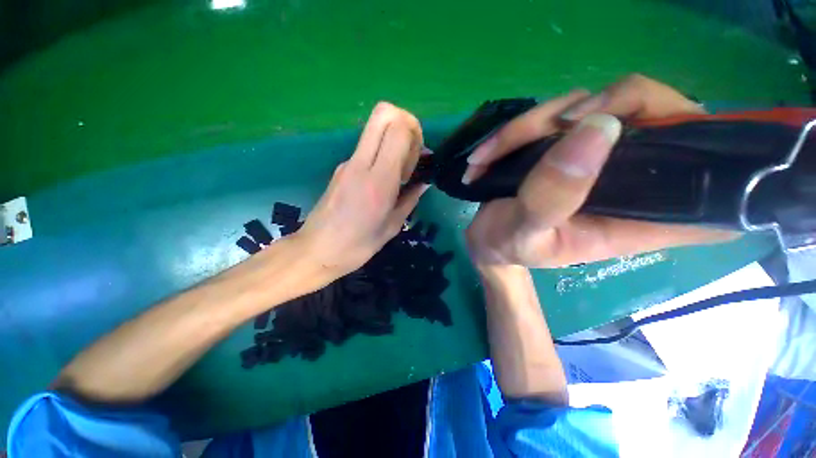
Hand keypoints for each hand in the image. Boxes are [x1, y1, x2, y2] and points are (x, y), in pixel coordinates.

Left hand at [296, 102, 428, 276]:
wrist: (317, 250)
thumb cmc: (358, 245)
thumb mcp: (392, 226)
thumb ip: (411, 198)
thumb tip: (424, 181)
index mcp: (378, 180)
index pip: (399, 129)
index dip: (415, 134)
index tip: (418, 160)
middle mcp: (361, 163)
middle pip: (383, 113)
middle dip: (406, 123)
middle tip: (412, 153)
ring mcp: (348, 162)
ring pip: (375, 129)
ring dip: (394, 141)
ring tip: (399, 176)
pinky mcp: (341, 167)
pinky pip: (367, 148)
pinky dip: (382, 155)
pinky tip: (384, 183)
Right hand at [465, 74, 735, 267]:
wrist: (487, 240)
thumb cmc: (506, 246)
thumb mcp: (523, 233)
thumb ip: (552, 197)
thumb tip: (597, 128)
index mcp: (635, 220)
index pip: (713, 188)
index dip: (719, 155)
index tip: (678, 135)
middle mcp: (628, 182)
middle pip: (662, 113)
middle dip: (609, 106)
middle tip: (554, 127)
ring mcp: (597, 158)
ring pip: (597, 105)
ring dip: (533, 124)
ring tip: (488, 157)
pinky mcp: (567, 147)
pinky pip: (559, 113)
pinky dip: (518, 128)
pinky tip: (486, 155)